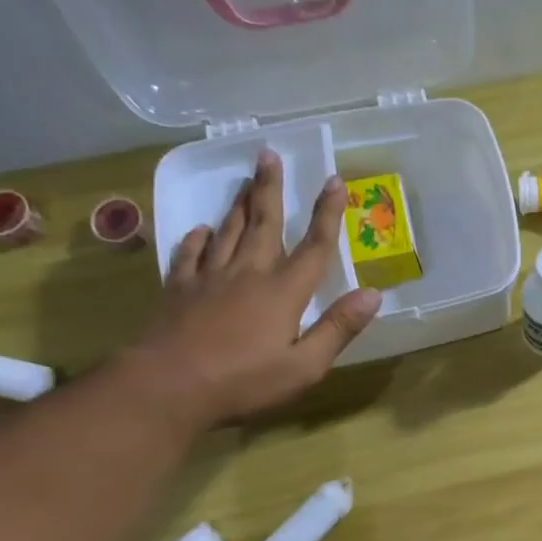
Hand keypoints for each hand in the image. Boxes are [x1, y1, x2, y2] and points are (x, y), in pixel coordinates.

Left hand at [135, 151, 380, 426]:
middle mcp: (248, 274)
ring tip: (245, 180)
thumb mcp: (305, 366)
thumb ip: (338, 328)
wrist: (168, 386)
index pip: (314, 246)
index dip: (327, 213)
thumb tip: (373, 294)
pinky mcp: (179, 290)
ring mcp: (209, 279)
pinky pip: (190, 255)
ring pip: (227, 231)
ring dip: (238, 204)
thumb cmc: (244, 382)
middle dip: (271, 188)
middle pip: (264, 223)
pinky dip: (197, 239)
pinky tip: (201, 230)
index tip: (335, 181)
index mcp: (284, 292)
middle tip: (270, 154)